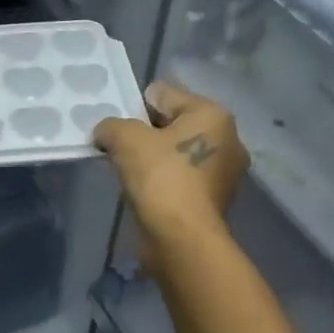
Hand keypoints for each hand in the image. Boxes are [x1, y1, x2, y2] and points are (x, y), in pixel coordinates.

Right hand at [94, 82, 247, 273]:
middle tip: (119, 150)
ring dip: (154, 159)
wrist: (182, 238)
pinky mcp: (215, 200)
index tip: (116, 129)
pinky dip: (164, 181)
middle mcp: (227, 138)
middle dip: (145, 134)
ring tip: (130, 174)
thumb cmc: (160, 178)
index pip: (163, 94)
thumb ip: (112, 126)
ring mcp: (224, 172)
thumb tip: (107, 132)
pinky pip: (182, 178)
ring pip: (177, 153)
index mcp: (212, 114)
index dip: (134, 107)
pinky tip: (146, 193)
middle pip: (173, 123)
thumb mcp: (125, 139)